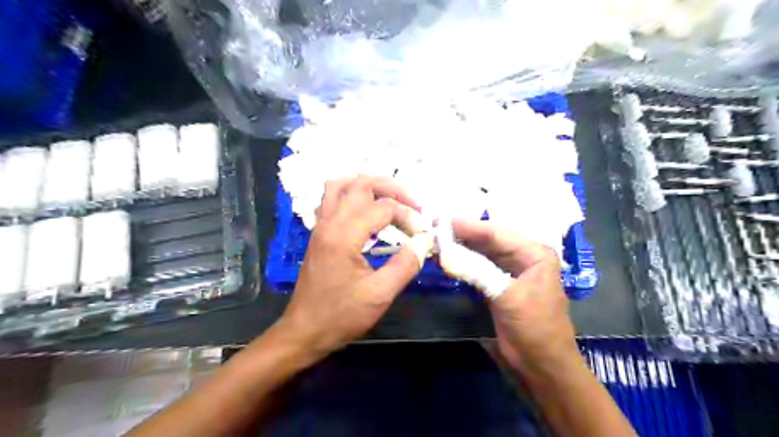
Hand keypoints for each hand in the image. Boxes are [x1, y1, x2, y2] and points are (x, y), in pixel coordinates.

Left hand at [280, 175, 423, 359]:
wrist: (304, 332)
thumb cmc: (340, 316)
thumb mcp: (380, 295)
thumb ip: (405, 265)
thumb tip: (423, 242)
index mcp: (343, 235)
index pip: (383, 207)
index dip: (408, 216)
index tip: (422, 233)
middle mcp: (329, 223)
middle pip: (360, 183)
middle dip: (391, 188)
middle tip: (412, 204)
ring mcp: (320, 226)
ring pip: (340, 186)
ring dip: (368, 185)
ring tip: (390, 200)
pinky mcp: (318, 234)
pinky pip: (332, 200)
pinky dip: (352, 196)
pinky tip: (367, 212)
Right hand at [452, 219, 577, 376]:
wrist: (541, 365)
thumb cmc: (533, 328)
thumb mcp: (507, 297)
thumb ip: (477, 271)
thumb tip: (445, 253)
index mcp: (534, 253)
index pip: (497, 233)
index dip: (469, 226)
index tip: (442, 220)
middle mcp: (524, 256)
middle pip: (489, 240)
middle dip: (463, 234)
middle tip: (435, 228)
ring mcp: (510, 271)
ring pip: (482, 253)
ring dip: (461, 248)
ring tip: (437, 239)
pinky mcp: (499, 285)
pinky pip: (479, 267)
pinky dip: (464, 263)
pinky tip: (448, 258)